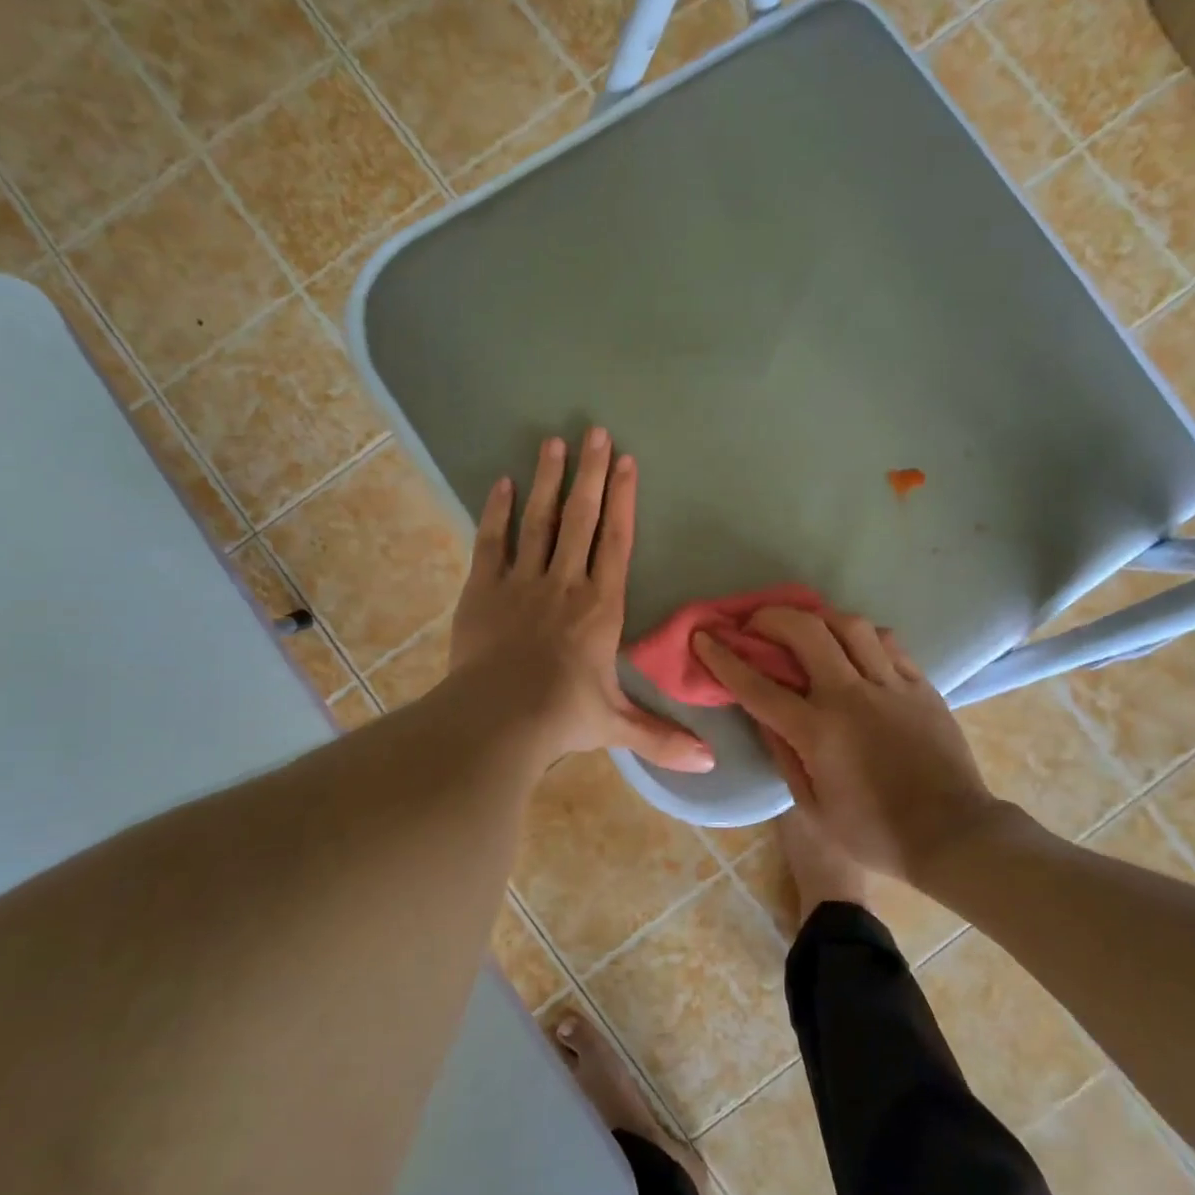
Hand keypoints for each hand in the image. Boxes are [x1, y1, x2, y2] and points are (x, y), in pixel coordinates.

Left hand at [449, 428, 713, 773]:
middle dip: (590, 474)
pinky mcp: (483, 589)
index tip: (626, 462)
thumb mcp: (617, 726)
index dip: (623, 500)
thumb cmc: (562, 717)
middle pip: (580, 518)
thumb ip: (662, 738)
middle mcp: (565, 583)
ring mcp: (521, 582)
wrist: (497, 719)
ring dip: (548, 480)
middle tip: (595, 431)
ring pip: (539, 521)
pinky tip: (503, 482)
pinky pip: (492, 542)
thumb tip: (711, 764)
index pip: (616, 542)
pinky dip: (498, 511)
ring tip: (554, 441)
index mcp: (600, 607)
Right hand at [693, 610, 990, 878]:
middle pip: (806, 632)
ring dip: (819, 617)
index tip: (705, 636)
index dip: (724, 658)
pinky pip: (888, 643)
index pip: (758, 685)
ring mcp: (891, 686)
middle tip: (756, 622)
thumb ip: (784, 756)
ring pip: (850, 626)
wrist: (952, 835)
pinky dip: (862, 635)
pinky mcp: (921, 686)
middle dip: (772, 617)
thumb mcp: (813, 808)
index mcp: (818, 732)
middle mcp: (851, 697)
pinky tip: (853, 643)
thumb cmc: (874, 833)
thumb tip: (762, 716)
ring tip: (806, 625)